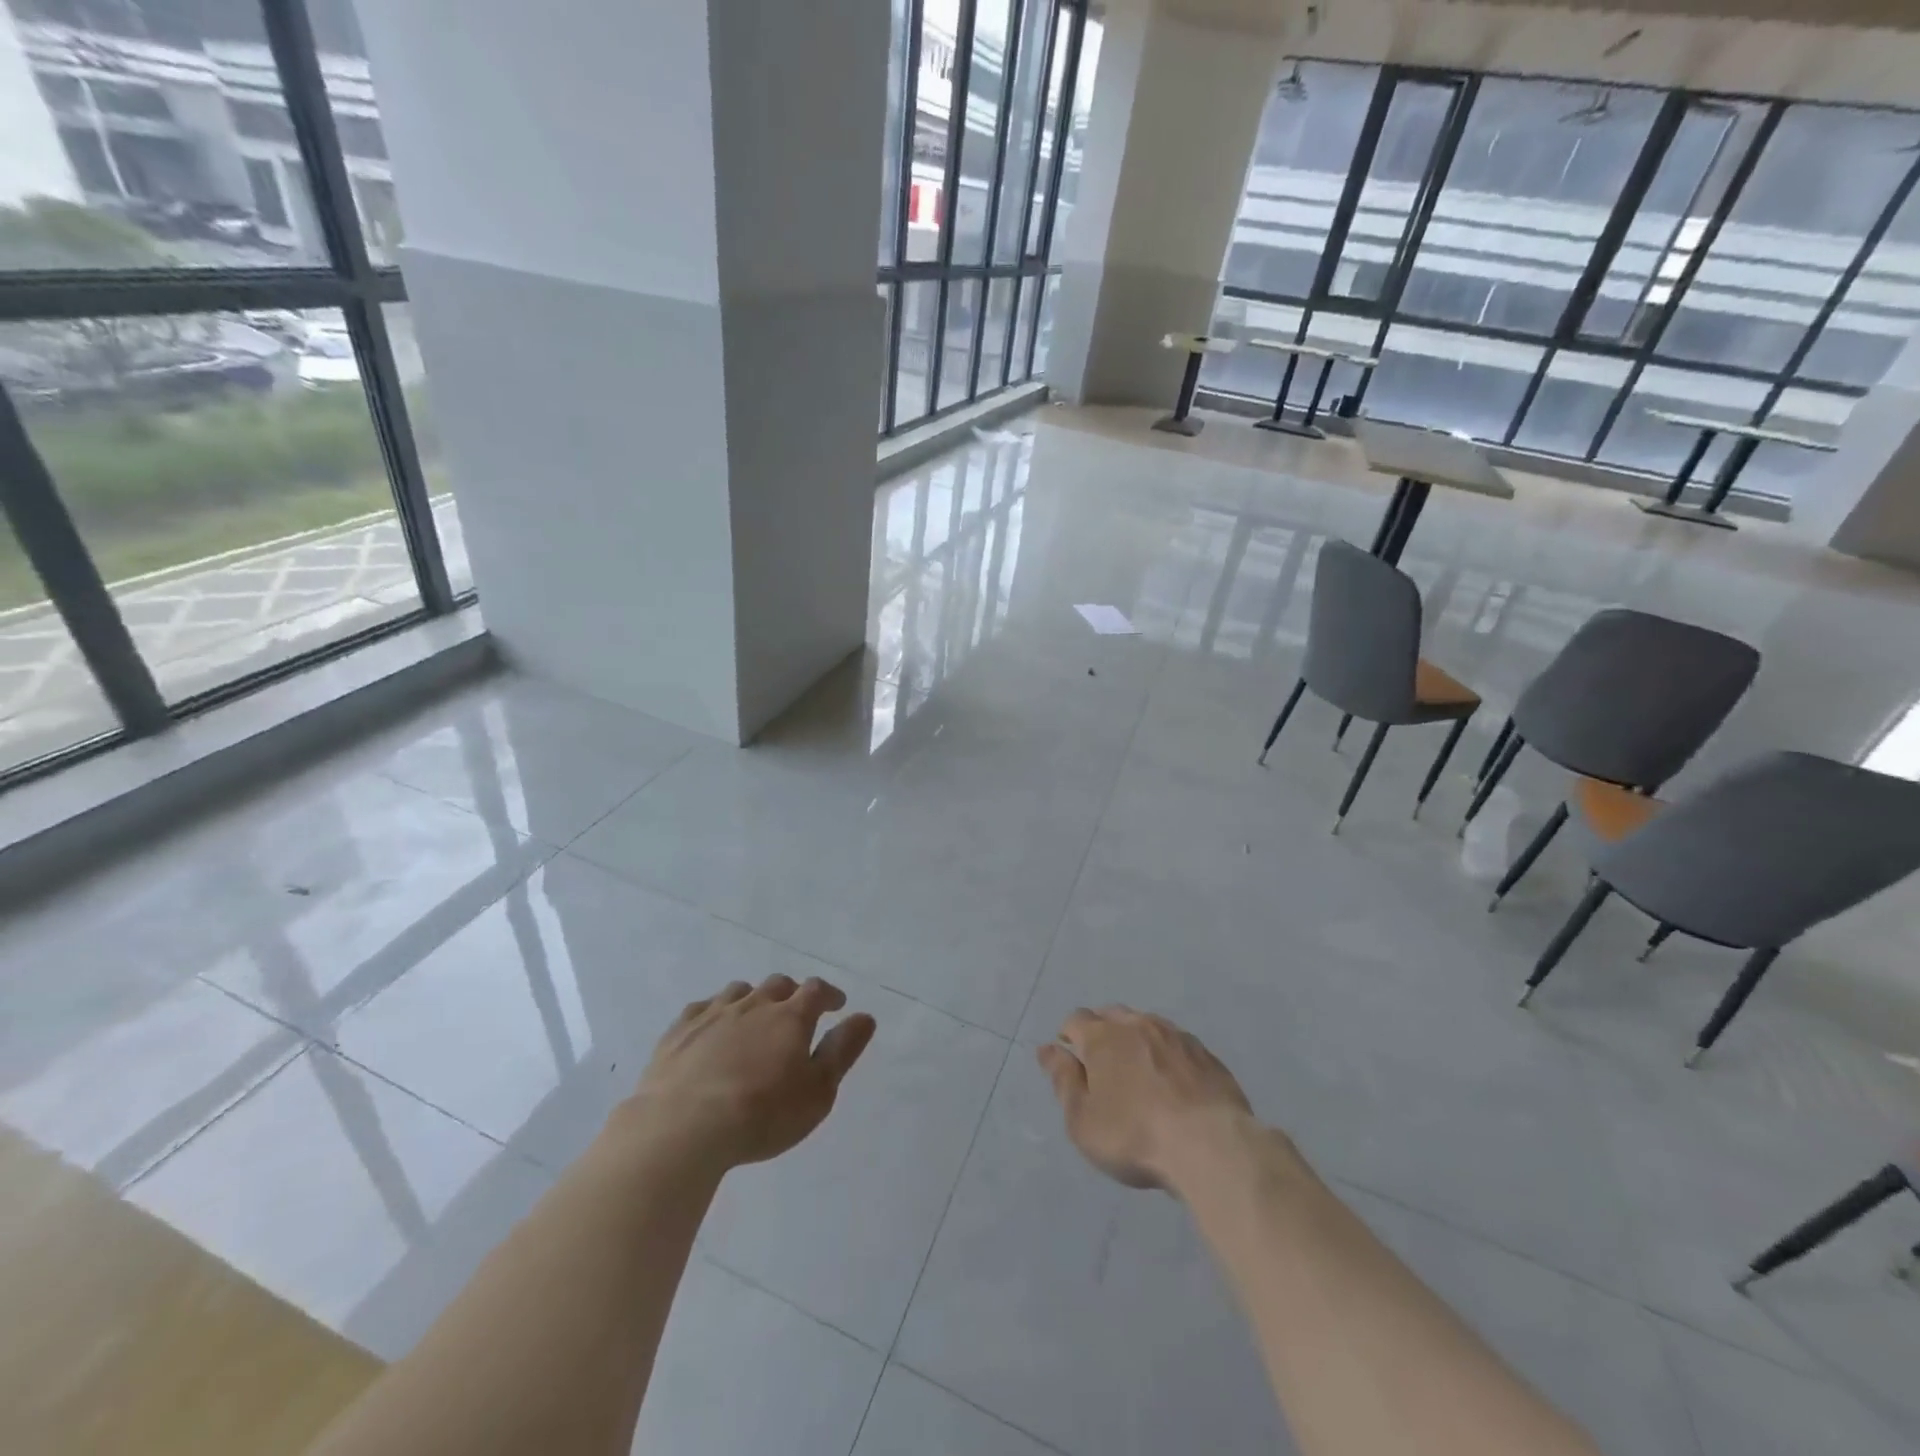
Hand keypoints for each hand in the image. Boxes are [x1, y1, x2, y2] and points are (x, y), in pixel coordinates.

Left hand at [629, 974, 876, 1170]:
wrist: (682, 1128)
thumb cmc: (762, 1115)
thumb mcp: (818, 1091)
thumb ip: (843, 1051)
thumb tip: (864, 1017)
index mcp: (790, 1017)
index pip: (816, 990)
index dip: (829, 994)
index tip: (836, 1004)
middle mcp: (754, 1004)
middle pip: (777, 985)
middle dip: (791, 994)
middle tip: (795, 1013)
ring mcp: (713, 1014)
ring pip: (739, 991)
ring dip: (753, 999)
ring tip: (754, 1019)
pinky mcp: (679, 1031)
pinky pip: (702, 1008)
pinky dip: (714, 1013)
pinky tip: (712, 1029)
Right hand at [1037, 1007, 1253, 1189]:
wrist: (1210, 1145)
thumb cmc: (1134, 1136)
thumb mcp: (1082, 1119)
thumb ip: (1063, 1080)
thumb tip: (1048, 1049)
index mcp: (1102, 1037)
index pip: (1076, 1019)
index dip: (1069, 1035)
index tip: (1071, 1057)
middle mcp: (1137, 1024)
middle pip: (1111, 1014)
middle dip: (1101, 1031)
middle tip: (1102, 1064)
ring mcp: (1175, 1035)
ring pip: (1146, 1024)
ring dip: (1135, 1039)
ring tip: (1138, 1070)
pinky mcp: (1205, 1053)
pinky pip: (1176, 1042)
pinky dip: (1166, 1053)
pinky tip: (1172, 1079)